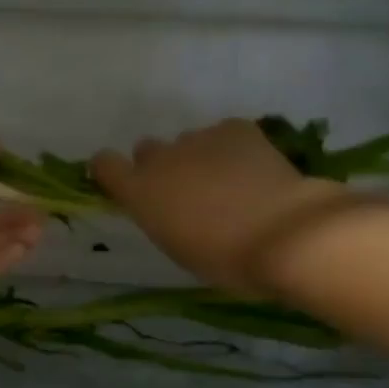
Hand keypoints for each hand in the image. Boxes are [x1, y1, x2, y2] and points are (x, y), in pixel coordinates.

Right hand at [92, 120, 345, 293]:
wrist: (284, 233)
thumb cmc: (226, 259)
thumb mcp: (178, 248)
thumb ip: (163, 218)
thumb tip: (168, 207)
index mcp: (140, 192)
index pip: (104, 164)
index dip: (111, 170)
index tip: (123, 182)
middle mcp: (161, 159)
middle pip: (147, 150)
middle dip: (161, 166)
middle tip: (187, 192)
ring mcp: (198, 138)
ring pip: (188, 142)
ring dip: (198, 158)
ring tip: (230, 183)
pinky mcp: (235, 128)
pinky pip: (224, 134)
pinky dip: (233, 148)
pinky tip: (253, 169)